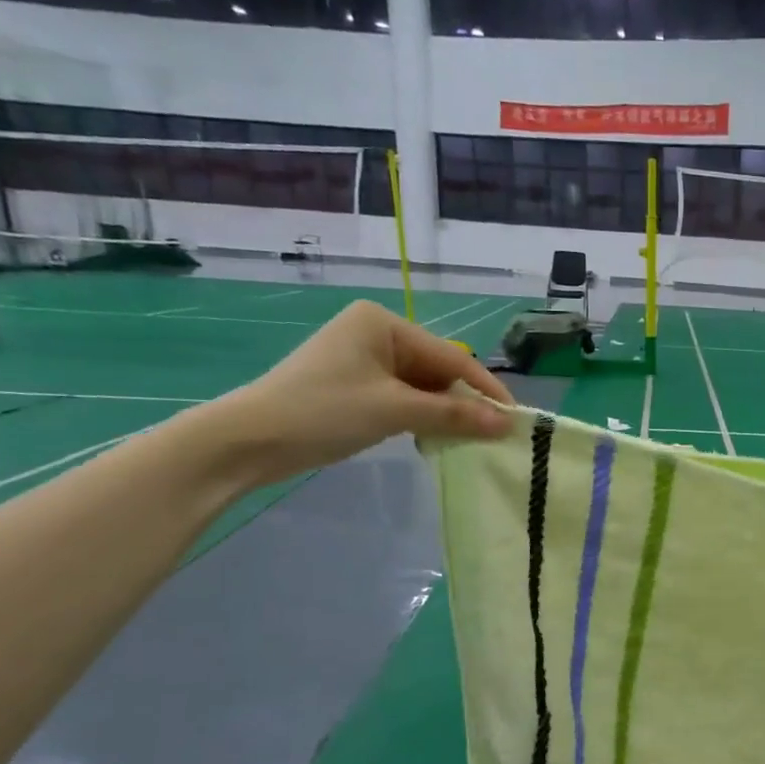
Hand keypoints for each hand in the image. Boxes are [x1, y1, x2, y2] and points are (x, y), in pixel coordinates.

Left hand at [207, 300, 513, 483]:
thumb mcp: (395, 411)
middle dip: (463, 403)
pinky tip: (433, 438)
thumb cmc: (323, 412)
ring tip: (468, 440)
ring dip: (443, 413)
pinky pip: (402, 398)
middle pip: (437, 370)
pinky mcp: (354, 385)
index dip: (485, 389)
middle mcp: (375, 333)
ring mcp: (363, 359)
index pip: (450, 357)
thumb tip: (507, 424)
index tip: (515, 418)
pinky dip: (420, 417)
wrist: (249, 440)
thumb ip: (454, 415)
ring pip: (422, 387)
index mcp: (383, 323)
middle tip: (493, 435)